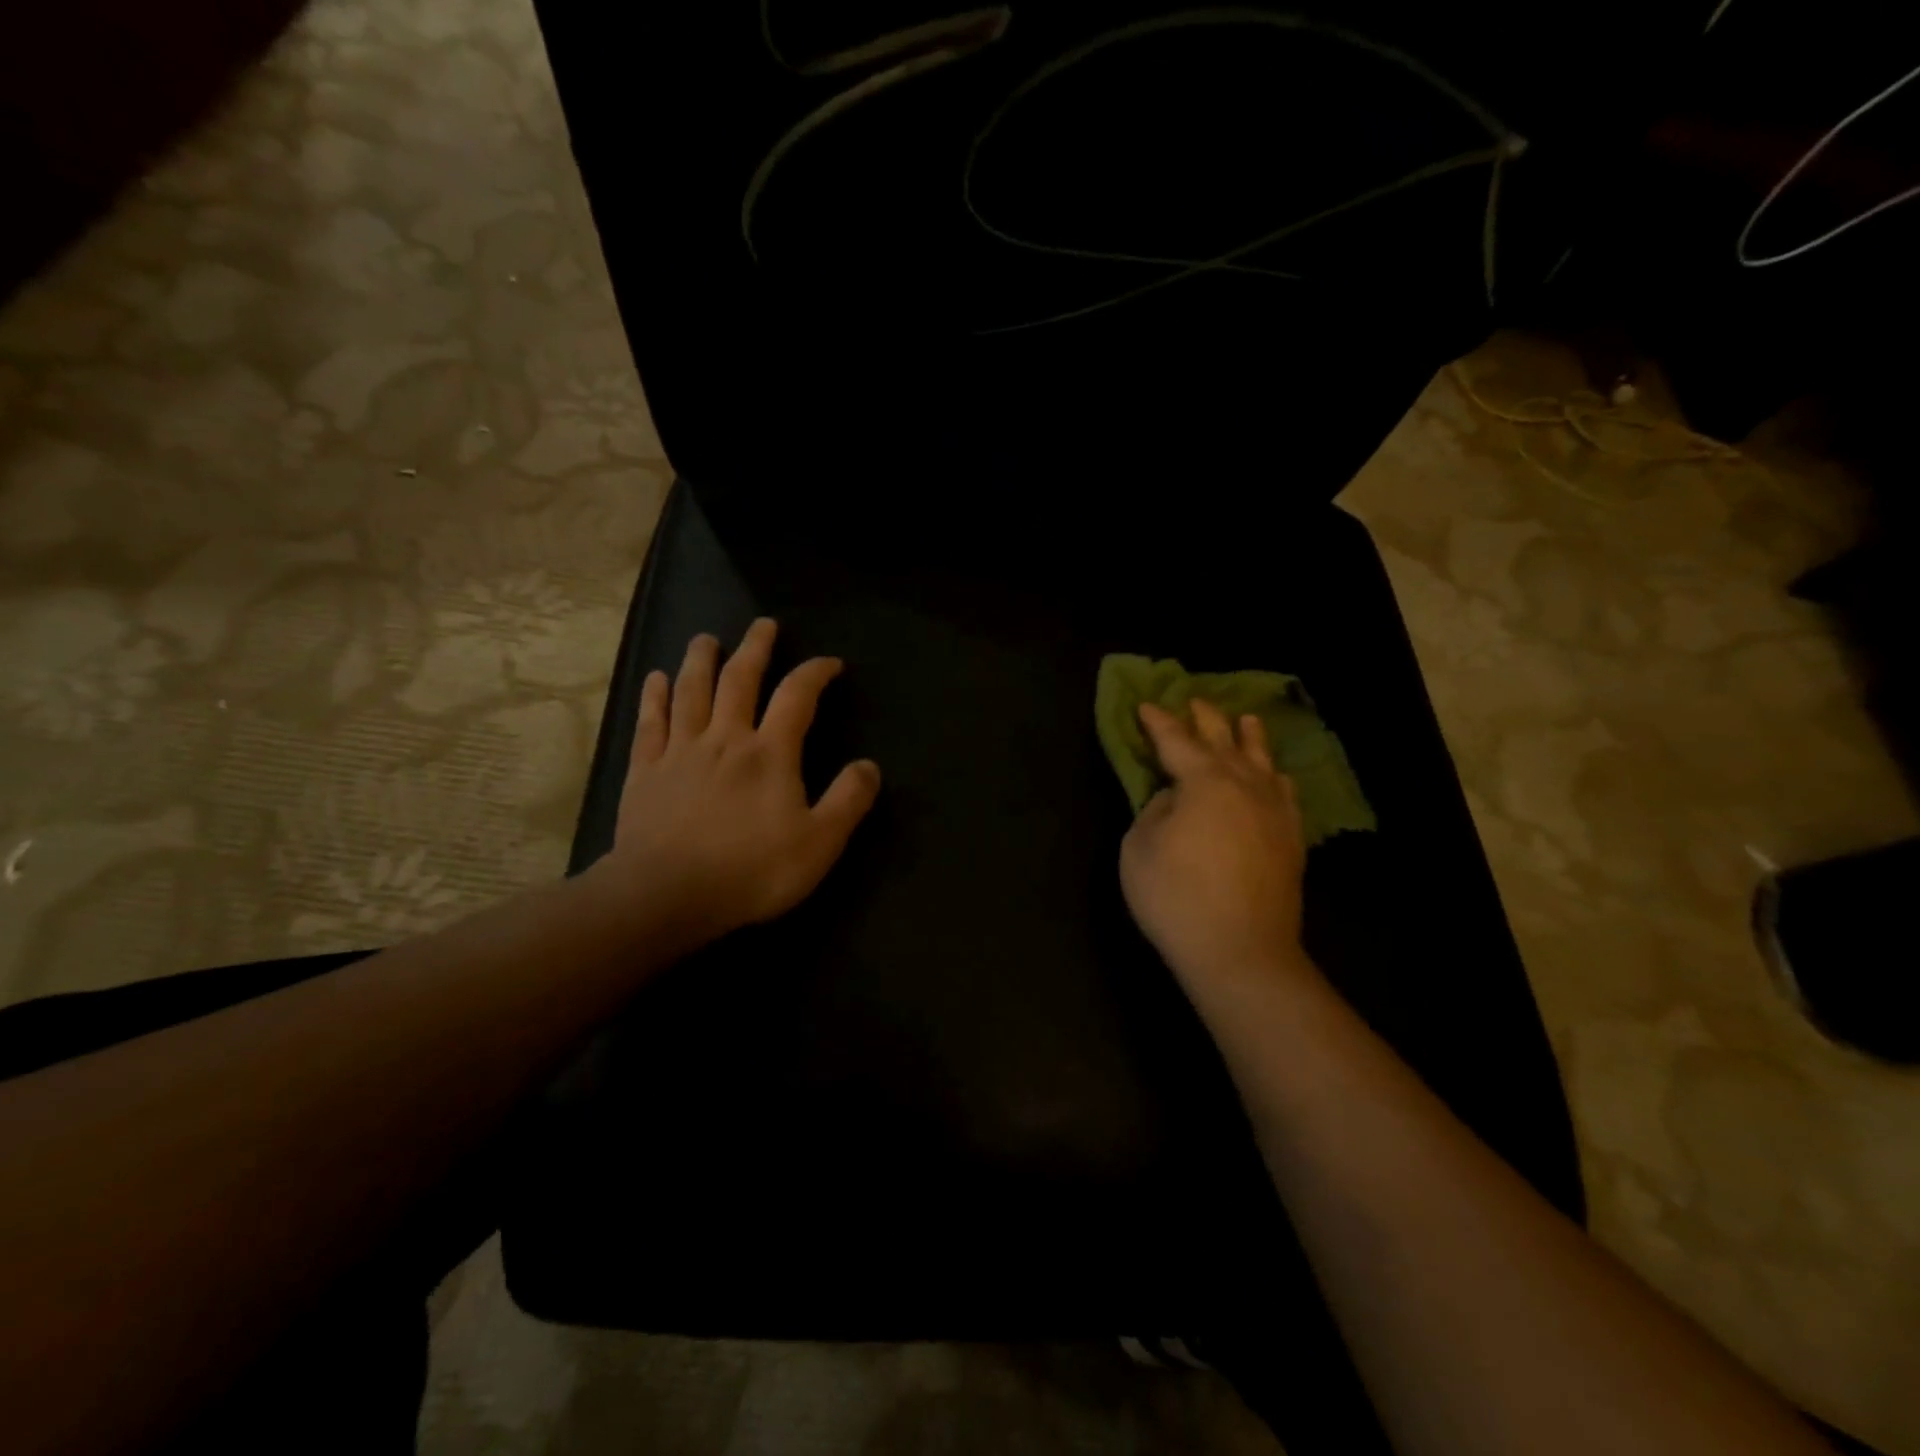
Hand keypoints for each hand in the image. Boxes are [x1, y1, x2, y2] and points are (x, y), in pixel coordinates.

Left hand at [591, 619, 880, 952]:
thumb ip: (848, 800)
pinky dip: (655, 696)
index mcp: (770, 753)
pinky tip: (656, 678)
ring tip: (707, 639)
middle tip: (764, 625)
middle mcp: (725, 738)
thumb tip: (870, 765)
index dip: (815, 672)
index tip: (830, 663)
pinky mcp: (646, 770)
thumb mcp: (819, 843)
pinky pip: (651, 721)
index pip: (797, 696)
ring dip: (701, 659)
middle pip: (739, 679)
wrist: (667, 895)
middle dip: (755, 648)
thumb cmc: (751, 871)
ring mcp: (680, 751)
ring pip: (691, 690)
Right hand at [1119, 699, 1312, 999]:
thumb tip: (1175, 798)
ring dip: (1249, 737)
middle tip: (1194, 701)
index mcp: (1204, 782)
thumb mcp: (1139, 848)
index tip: (1146, 705)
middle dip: (1205, 718)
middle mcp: (1244, 785)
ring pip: (1262, 761)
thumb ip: (1155, 810)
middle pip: (1224, 740)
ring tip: (1246, 720)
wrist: (1241, 951)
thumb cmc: (1176, 897)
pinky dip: (1274, 776)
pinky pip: (1284, 792)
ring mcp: (1274, 811)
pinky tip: (1274, 775)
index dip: (1159, 722)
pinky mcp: (1290, 839)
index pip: (1176, 741)